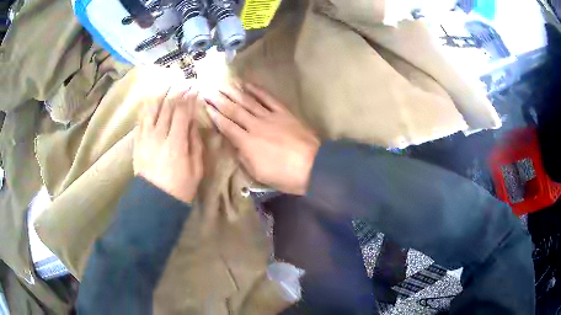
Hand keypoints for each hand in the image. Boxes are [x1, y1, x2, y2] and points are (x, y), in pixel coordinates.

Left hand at [134, 86, 203, 203]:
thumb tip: (194, 123)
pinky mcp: (138, 142)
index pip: (182, 112)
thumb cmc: (180, 187)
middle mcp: (159, 135)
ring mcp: (145, 137)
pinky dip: (147, 107)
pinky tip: (151, 100)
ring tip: (168, 86)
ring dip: (161, 95)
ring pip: (152, 108)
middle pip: (167, 106)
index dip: (189, 98)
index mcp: (176, 143)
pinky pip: (141, 119)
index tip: (195, 89)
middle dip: (177, 91)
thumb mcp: (196, 169)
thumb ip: (195, 143)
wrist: (154, 201)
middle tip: (184, 83)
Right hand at [204, 82, 319, 194]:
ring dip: (233, 92)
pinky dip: (257, 90)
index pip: (226, 126)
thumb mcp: (259, 174)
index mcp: (247, 143)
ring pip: (248, 101)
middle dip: (219, 100)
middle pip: (234, 110)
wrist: (313, 166)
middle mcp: (255, 126)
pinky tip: (247, 84)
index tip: (205, 106)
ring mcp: (270, 117)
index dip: (214, 115)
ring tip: (222, 83)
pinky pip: (268, 98)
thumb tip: (234, 144)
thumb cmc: (285, 176)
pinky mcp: (283, 112)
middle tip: (208, 90)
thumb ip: (243, 157)